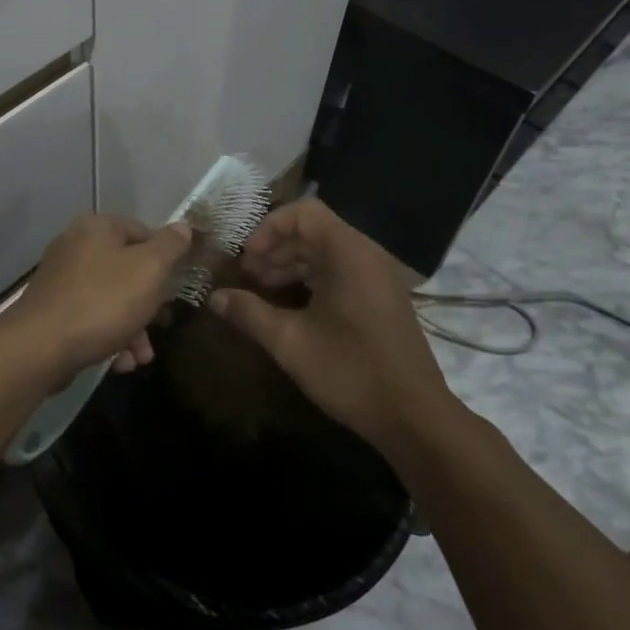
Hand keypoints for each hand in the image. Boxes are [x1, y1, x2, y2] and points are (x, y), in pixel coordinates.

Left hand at [12, 214, 193, 376]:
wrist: (40, 347)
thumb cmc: (102, 301)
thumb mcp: (149, 270)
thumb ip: (170, 247)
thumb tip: (184, 226)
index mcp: (97, 227)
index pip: (143, 231)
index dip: (165, 258)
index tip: (176, 287)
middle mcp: (75, 246)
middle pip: (126, 270)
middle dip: (148, 304)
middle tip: (162, 326)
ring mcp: (60, 279)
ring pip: (110, 299)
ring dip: (132, 329)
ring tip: (141, 358)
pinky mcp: (52, 311)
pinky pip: (90, 318)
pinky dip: (108, 337)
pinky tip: (119, 363)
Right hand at [208, 198, 456, 453]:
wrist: (415, 418)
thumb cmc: (351, 372)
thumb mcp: (290, 343)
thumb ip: (249, 313)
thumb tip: (214, 297)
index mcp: (348, 254)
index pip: (303, 212)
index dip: (268, 228)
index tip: (246, 258)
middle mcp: (366, 255)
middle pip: (313, 230)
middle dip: (275, 248)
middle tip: (246, 276)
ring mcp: (377, 277)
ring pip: (325, 251)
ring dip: (290, 264)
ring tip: (260, 290)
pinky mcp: (381, 298)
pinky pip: (340, 271)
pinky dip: (311, 278)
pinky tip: (289, 306)